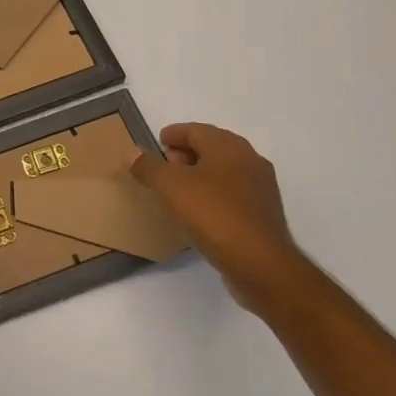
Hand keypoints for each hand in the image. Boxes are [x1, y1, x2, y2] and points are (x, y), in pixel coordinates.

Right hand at [131, 123, 307, 310]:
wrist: (261, 265)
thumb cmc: (214, 215)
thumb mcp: (171, 187)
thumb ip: (149, 167)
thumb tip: (131, 153)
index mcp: (229, 146)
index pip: (195, 130)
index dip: (173, 135)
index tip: (157, 144)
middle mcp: (249, 160)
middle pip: (212, 147)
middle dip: (186, 154)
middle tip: (164, 167)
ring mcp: (261, 187)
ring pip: (224, 171)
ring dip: (200, 174)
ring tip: (178, 191)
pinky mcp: (264, 214)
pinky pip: (233, 194)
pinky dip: (214, 194)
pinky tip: (200, 212)